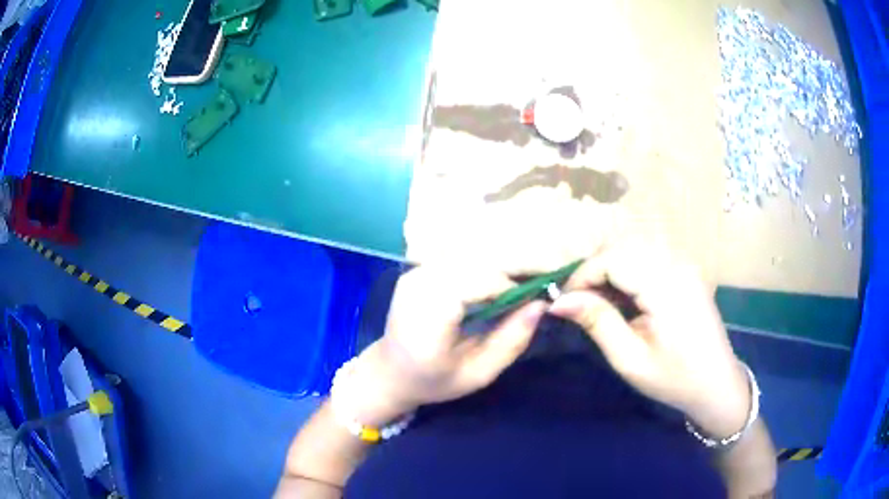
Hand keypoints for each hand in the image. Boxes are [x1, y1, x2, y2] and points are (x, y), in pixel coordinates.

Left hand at [343, 265, 546, 425]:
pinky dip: (478, 272)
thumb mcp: (479, 373)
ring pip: (470, 259)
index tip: (531, 303)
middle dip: (507, 276)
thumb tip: (541, 304)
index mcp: (429, 317)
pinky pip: (458, 262)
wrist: (389, 371)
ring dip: (494, 274)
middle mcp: (418, 286)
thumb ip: (511, 340)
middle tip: (525, 298)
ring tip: (506, 298)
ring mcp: (414, 274)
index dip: (511, 287)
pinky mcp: (416, 270)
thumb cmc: (433, 380)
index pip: (479, 282)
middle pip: (477, 265)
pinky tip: (484, 292)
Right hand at [548, 247, 750, 438]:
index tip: (564, 302)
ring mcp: (684, 263)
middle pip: (623, 244)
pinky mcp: (686, 269)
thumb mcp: (630, 359)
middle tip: (580, 301)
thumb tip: (559, 300)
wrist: (716, 383)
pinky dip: (628, 267)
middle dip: (594, 267)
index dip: (583, 274)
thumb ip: (598, 322)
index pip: (613, 258)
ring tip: (599, 299)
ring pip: (635, 245)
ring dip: (610, 265)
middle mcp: (677, 264)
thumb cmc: (674, 378)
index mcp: (666, 287)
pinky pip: (649, 254)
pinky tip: (625, 295)